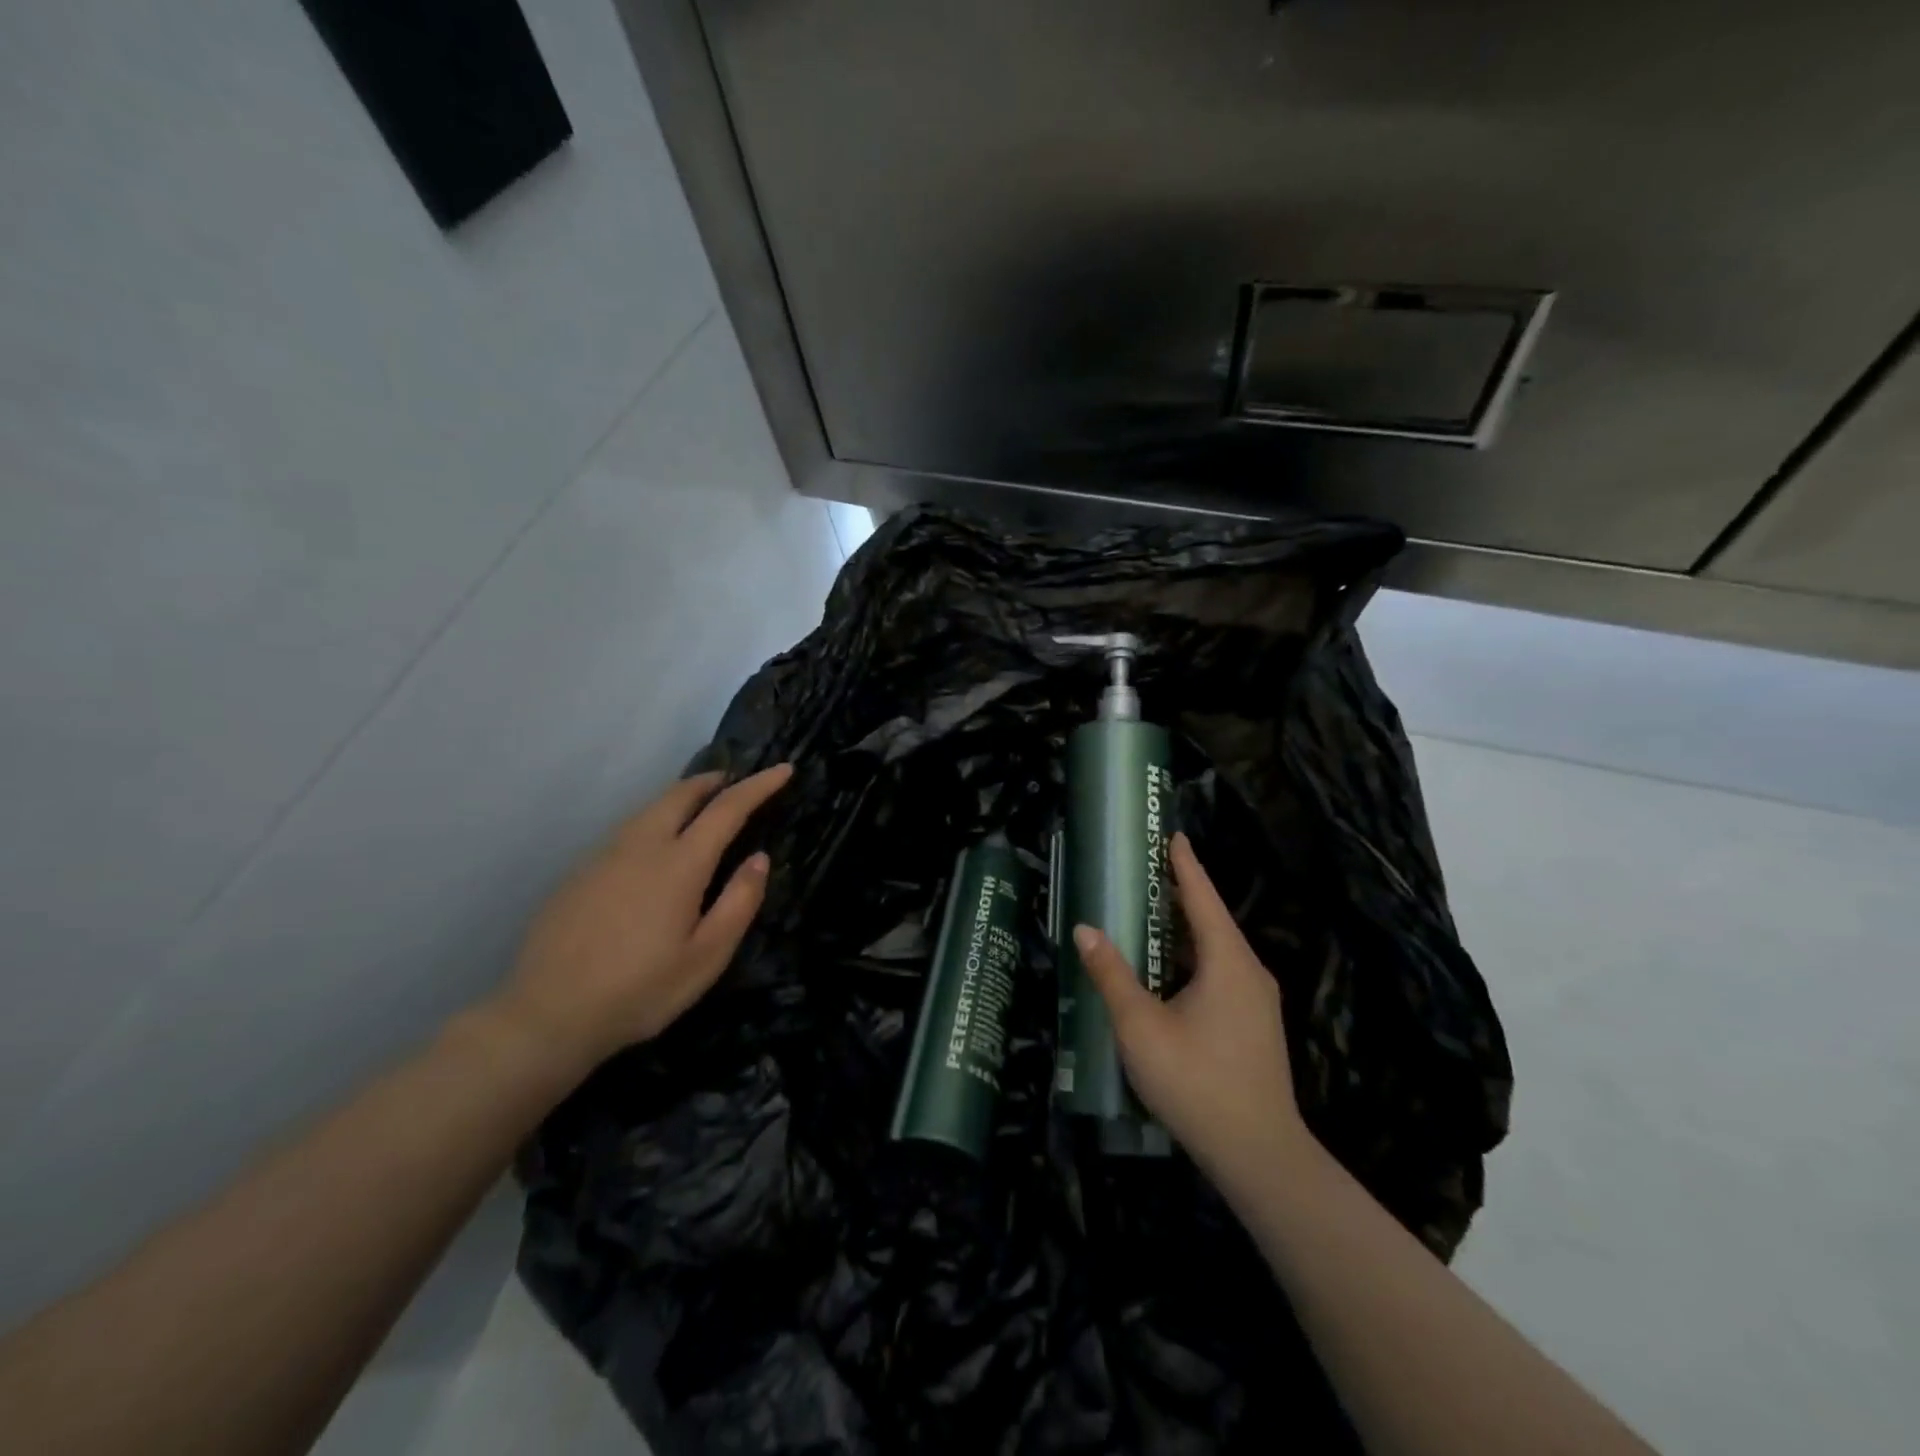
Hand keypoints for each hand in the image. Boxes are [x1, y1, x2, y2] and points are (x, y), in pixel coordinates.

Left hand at [490, 764, 792, 1077]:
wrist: (545, 1016)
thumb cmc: (639, 991)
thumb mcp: (706, 958)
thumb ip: (739, 903)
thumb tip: (759, 858)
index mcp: (679, 864)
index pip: (727, 808)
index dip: (759, 786)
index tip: (784, 769)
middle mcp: (641, 846)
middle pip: (680, 793)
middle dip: (713, 781)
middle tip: (735, 781)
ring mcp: (603, 856)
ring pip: (649, 808)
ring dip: (681, 797)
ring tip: (700, 806)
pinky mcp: (578, 873)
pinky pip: (626, 830)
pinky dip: (654, 820)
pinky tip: (655, 846)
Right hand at [1073, 832, 1310, 1190]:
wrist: (1258, 1155)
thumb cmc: (1197, 1082)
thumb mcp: (1141, 1026)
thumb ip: (1112, 974)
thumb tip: (1086, 929)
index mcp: (1228, 962)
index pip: (1203, 898)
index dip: (1185, 865)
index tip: (1173, 835)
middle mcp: (1249, 973)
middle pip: (1212, 922)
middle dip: (1181, 895)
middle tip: (1148, 872)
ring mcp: (1256, 1002)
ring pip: (1217, 952)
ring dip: (1185, 932)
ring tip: (1151, 916)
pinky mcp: (1254, 1026)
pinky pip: (1221, 975)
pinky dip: (1192, 960)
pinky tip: (1168, 973)